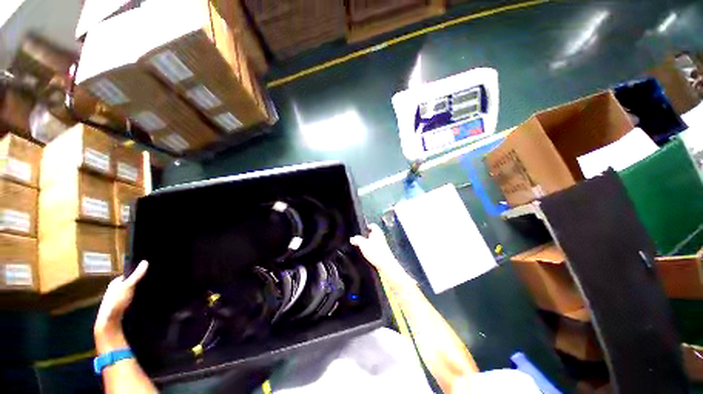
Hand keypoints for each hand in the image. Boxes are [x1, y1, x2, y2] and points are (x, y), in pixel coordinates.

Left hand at [94, 261, 147, 352]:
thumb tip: (145, 261)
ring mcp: (118, 299)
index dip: (138, 273)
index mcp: (114, 283)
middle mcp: (115, 290)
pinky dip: (138, 299)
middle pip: (130, 283)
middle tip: (152, 281)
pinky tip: (146, 300)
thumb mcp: (128, 286)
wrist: (110, 322)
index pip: (128, 275)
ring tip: (152, 290)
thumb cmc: (116, 301)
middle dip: (139, 283)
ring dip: (139, 292)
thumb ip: (136, 275)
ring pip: (132, 292)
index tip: (149, 273)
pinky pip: (132, 300)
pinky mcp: (122, 307)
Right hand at [351, 224, 410, 283]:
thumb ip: (357, 240)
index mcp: (377, 232)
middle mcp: (381, 237)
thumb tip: (352, 238)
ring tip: (361, 246)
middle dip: (366, 235)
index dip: (367, 226)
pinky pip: (375, 248)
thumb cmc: (376, 252)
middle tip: (359, 238)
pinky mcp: (382, 252)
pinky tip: (367, 254)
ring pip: (374, 241)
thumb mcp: (363, 244)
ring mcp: (382, 245)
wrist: (385, 264)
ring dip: (368, 243)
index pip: (372, 225)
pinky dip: (371, 249)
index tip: (362, 228)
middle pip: (373, 233)